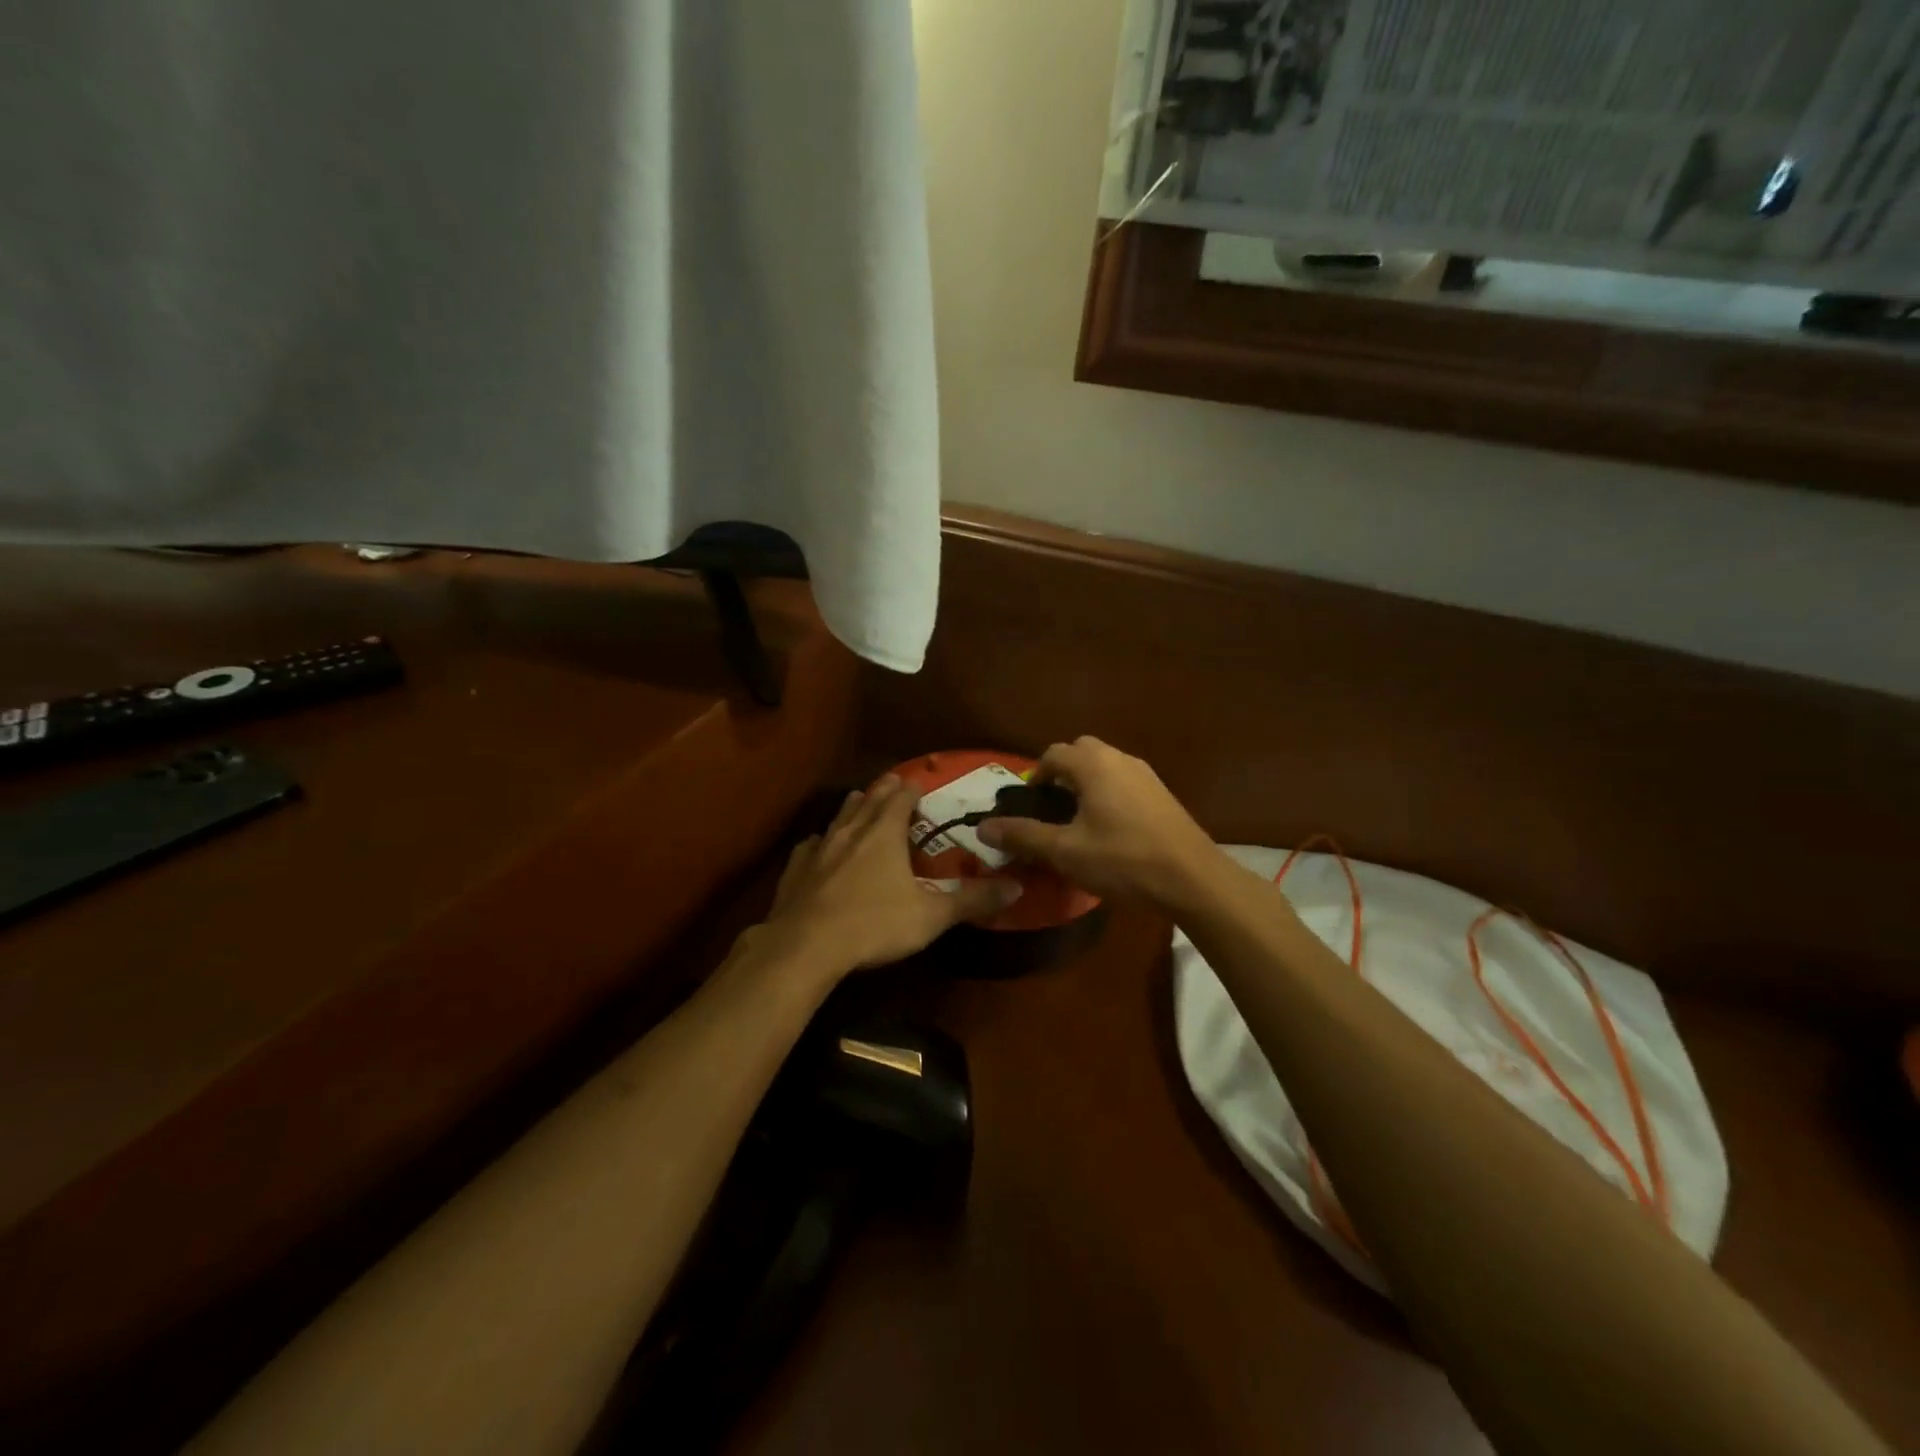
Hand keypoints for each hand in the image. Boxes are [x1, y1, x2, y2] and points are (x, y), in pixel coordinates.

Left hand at [756, 775, 1021, 978]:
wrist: (806, 946)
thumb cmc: (874, 924)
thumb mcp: (931, 916)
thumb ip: (972, 900)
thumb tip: (1016, 886)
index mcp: (884, 834)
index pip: (900, 800)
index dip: (911, 789)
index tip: (917, 782)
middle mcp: (851, 832)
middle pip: (869, 801)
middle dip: (882, 790)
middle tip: (891, 780)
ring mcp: (820, 849)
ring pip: (838, 818)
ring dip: (851, 807)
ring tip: (857, 798)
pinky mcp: (795, 871)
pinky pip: (809, 846)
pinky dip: (819, 841)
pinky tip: (817, 845)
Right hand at [978, 736, 1219, 905]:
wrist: (1193, 879)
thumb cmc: (1123, 860)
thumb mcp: (1065, 852)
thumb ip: (1023, 836)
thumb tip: (983, 828)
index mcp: (1093, 765)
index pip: (1053, 754)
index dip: (1035, 776)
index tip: (1030, 805)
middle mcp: (1120, 759)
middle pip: (1081, 751)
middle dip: (1062, 772)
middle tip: (1053, 807)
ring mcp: (1146, 774)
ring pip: (1105, 765)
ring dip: (1086, 782)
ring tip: (1078, 820)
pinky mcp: (1162, 794)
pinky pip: (1124, 780)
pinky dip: (1108, 793)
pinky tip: (1110, 829)